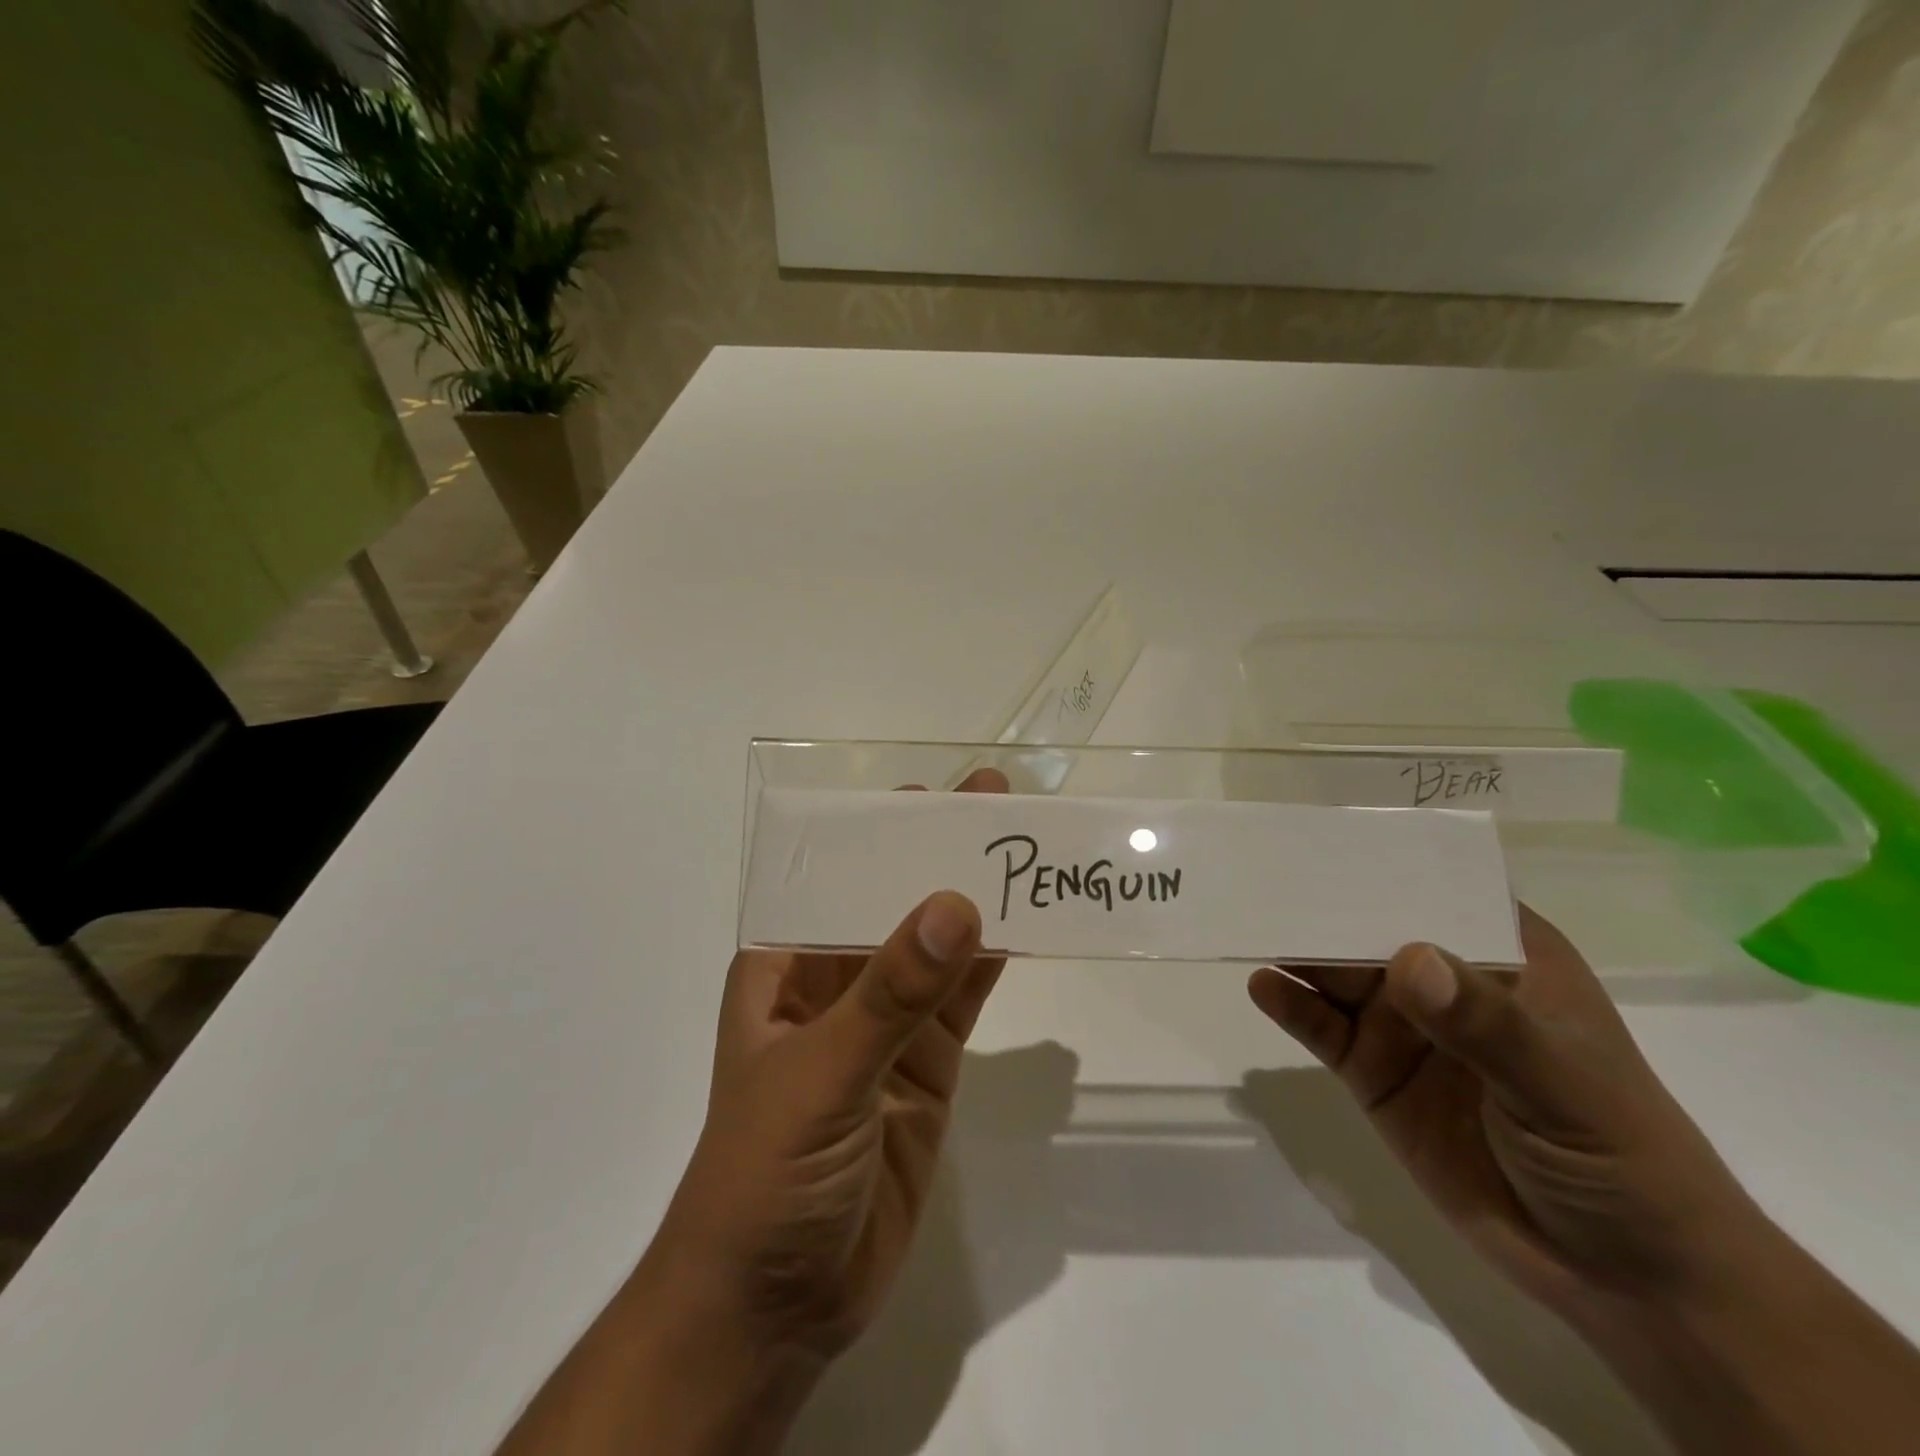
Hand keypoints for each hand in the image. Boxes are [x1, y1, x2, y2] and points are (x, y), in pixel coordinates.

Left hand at [649, 769, 1009, 1362]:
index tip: (933, 794)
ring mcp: (885, 1026)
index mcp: (784, 969)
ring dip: (974, 901)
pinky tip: (1026, 923)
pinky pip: (962, 1001)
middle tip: (994, 802)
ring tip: (1020, 847)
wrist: (777, 1308)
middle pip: (891, 905)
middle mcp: (834, 985)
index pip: (832, 882)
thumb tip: (956, 904)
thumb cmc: (765, 1174)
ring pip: (936, 948)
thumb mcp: (822, 1074)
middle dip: (936, 856)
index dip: (879, 835)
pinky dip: (992, 963)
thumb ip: (891, 995)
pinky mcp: (926, 1067)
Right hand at [1247, 906, 1763, 1320]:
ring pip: (1337, 971)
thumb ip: (1485, 1024)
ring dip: (1296, 948)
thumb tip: (1408, 960)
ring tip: (1246, 920)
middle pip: (1373, 926)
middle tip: (1263, 877)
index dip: (1387, 860)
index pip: (1440, 887)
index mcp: (1505, 956)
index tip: (1327, 836)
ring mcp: (1405, 1026)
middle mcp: (1446, 979)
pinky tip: (1261, 985)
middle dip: (1323, 903)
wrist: (1621, 1277)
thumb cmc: (1620, 1157)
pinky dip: (1290, 1004)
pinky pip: (1321, 1028)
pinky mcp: (1372, 1071)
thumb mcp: (1563, 1084)